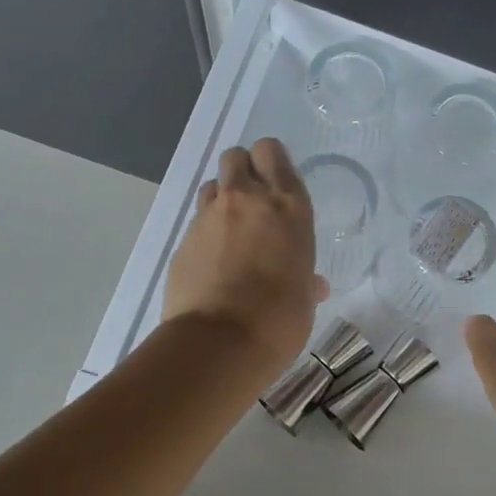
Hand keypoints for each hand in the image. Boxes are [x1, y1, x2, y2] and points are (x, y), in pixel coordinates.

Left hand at [164, 139, 328, 377]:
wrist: (220, 342)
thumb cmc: (279, 319)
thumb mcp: (304, 297)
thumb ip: (305, 280)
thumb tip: (312, 285)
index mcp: (287, 207)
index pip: (272, 153)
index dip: (271, 163)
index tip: (276, 185)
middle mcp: (246, 201)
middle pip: (236, 156)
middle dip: (243, 171)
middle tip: (253, 202)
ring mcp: (209, 218)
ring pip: (212, 185)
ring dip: (222, 200)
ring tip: (231, 231)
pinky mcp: (183, 241)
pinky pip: (196, 223)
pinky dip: (206, 234)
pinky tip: (213, 263)